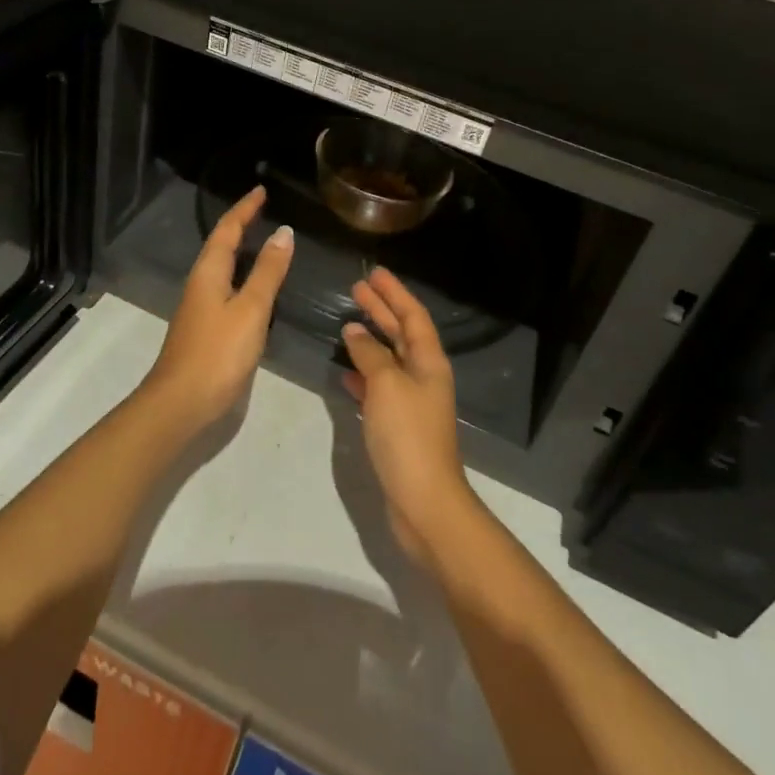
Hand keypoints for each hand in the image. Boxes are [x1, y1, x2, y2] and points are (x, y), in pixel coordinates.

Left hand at [141, 186, 293, 431]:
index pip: (227, 229)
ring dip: (240, 249)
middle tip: (263, 210)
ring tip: (263, 240)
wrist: (181, 403)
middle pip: (220, 244)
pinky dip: (241, 275)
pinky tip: (254, 287)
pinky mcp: (205, 327)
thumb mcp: (251, 309)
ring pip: (221, 267)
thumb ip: (267, 272)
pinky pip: (225, 287)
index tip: (261, 190)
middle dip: (241, 224)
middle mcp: (201, 283)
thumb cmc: (218, 352)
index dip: (244, 209)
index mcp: (209, 272)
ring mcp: (200, 307)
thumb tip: (283, 231)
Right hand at [341, 268, 479, 564]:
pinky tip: (345, 371)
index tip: (375, 273)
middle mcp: (423, 376)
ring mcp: (411, 402)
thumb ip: (370, 354)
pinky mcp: (398, 426)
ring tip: (347, 323)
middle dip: (381, 310)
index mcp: (429, 362)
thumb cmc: (408, 435)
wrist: (424, 501)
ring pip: (389, 360)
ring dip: (371, 340)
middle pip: (402, 333)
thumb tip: (355, 332)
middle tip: (357, 288)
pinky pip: (379, 388)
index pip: (413, 315)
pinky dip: (363, 374)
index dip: (395, 293)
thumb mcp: (386, 385)